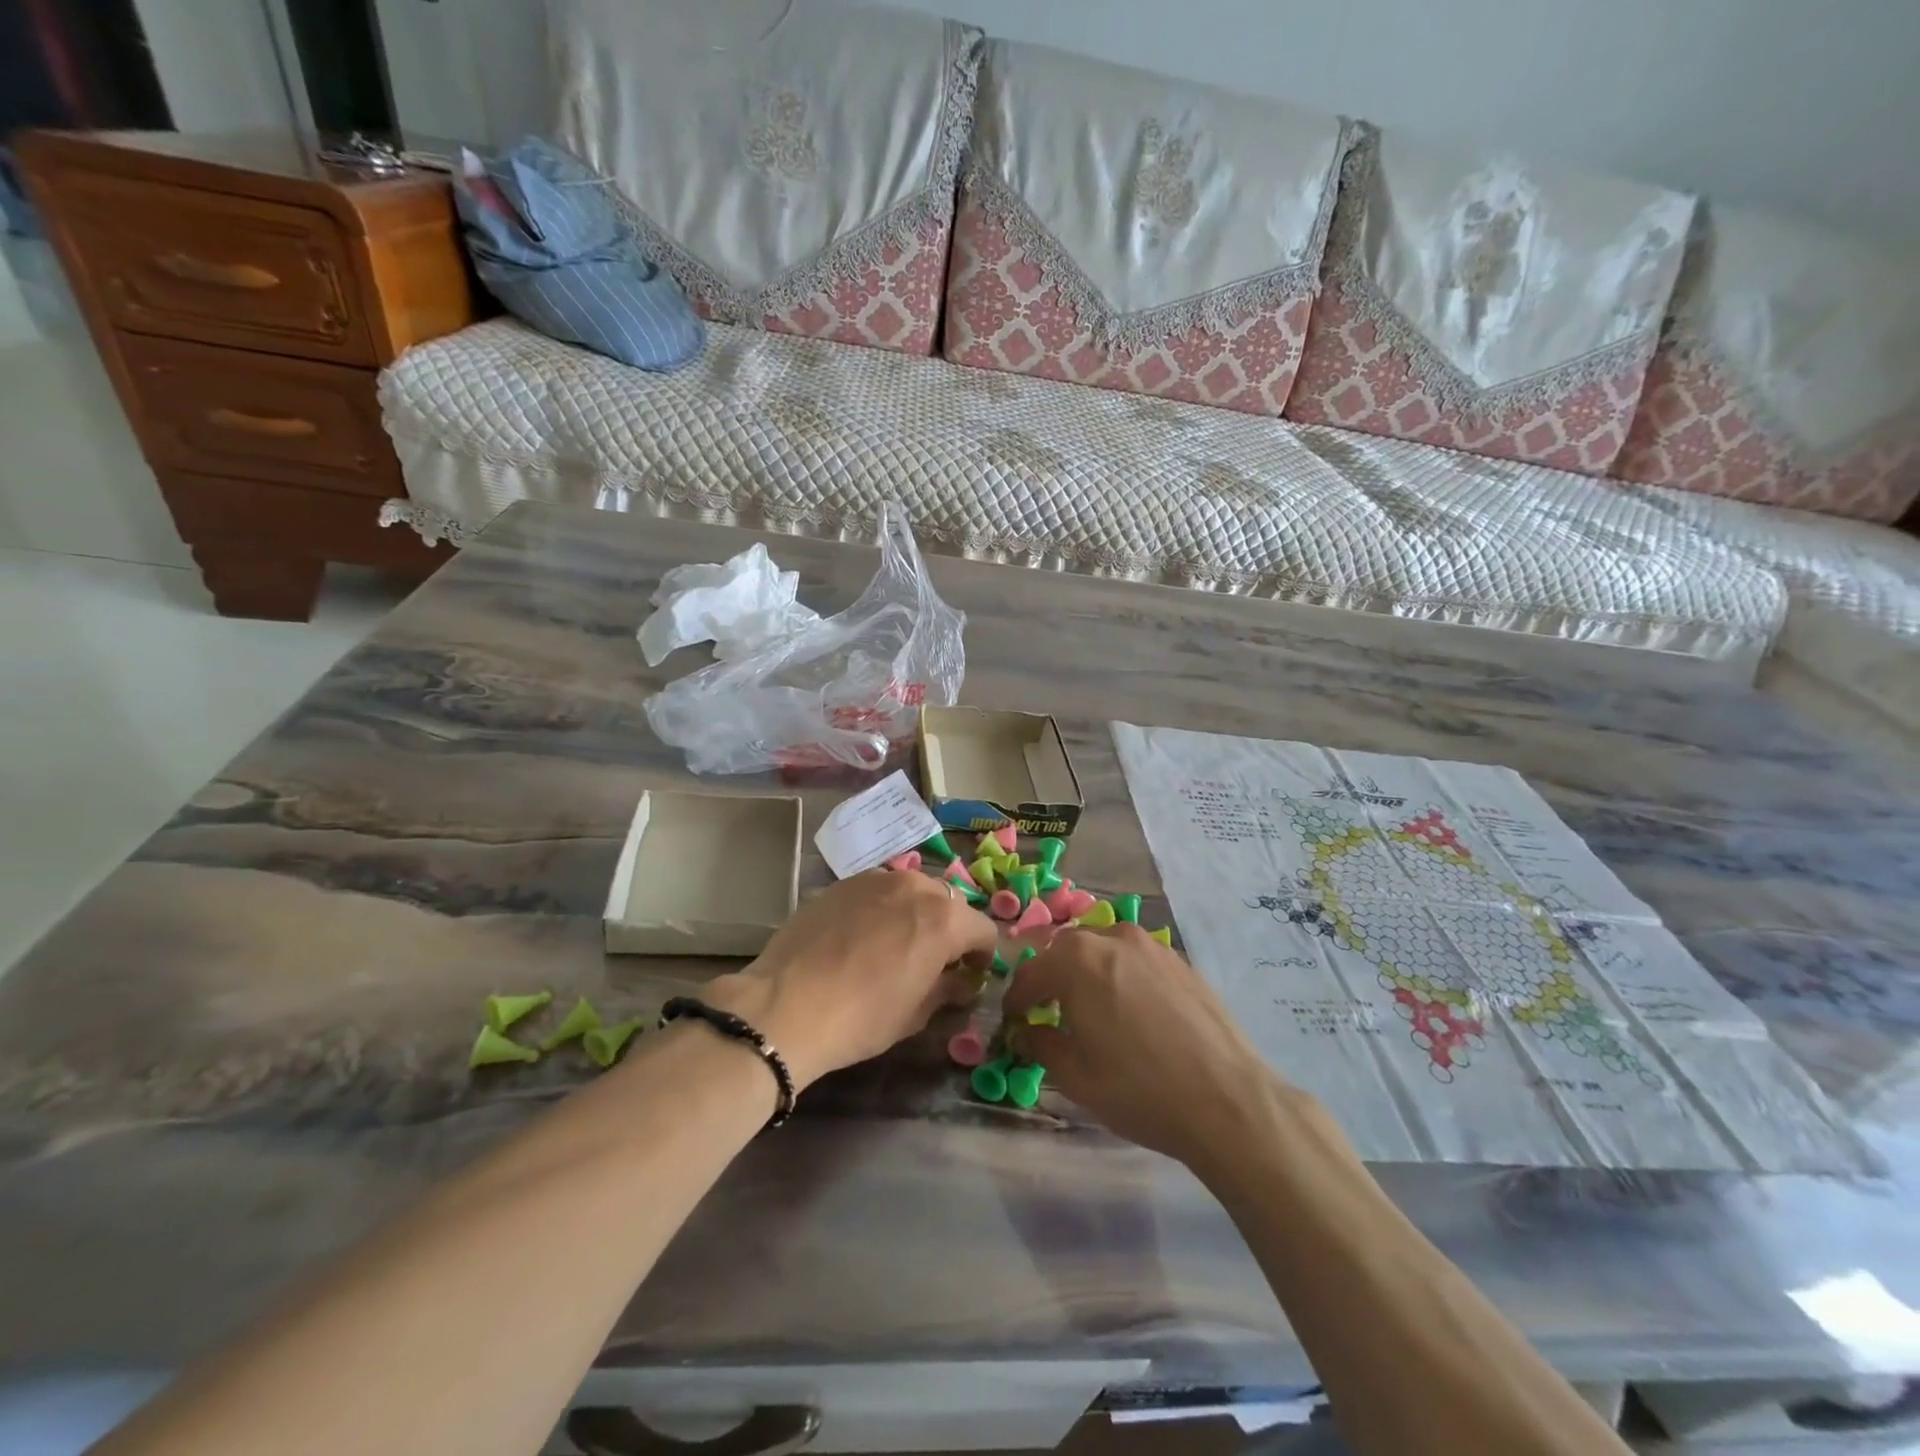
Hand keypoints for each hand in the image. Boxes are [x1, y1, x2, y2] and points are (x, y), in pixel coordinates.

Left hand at [705, 870, 996, 1091]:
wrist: (786, 1004)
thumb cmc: (862, 1017)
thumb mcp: (916, 1013)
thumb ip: (948, 989)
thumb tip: (963, 982)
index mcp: (945, 919)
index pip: (984, 929)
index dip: (983, 956)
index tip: (971, 976)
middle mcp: (916, 886)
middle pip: (949, 904)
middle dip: (950, 930)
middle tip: (934, 961)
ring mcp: (876, 878)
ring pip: (912, 890)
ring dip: (915, 913)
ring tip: (896, 943)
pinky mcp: (842, 882)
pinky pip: (877, 890)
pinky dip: (882, 908)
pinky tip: (862, 936)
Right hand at [1004, 925, 1292, 1172]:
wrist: (1228, 1100)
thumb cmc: (1139, 1088)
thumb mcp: (1075, 1075)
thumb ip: (1041, 1043)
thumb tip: (1027, 1031)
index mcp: (1077, 960)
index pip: (1032, 973)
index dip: (1017, 998)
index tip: (1012, 1020)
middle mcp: (1113, 938)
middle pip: (1067, 952)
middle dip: (1053, 979)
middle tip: (1049, 1013)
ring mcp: (1152, 946)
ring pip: (1105, 950)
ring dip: (1089, 973)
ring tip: (1092, 1010)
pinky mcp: (1182, 962)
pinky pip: (1137, 960)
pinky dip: (1122, 976)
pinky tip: (1133, 1012)